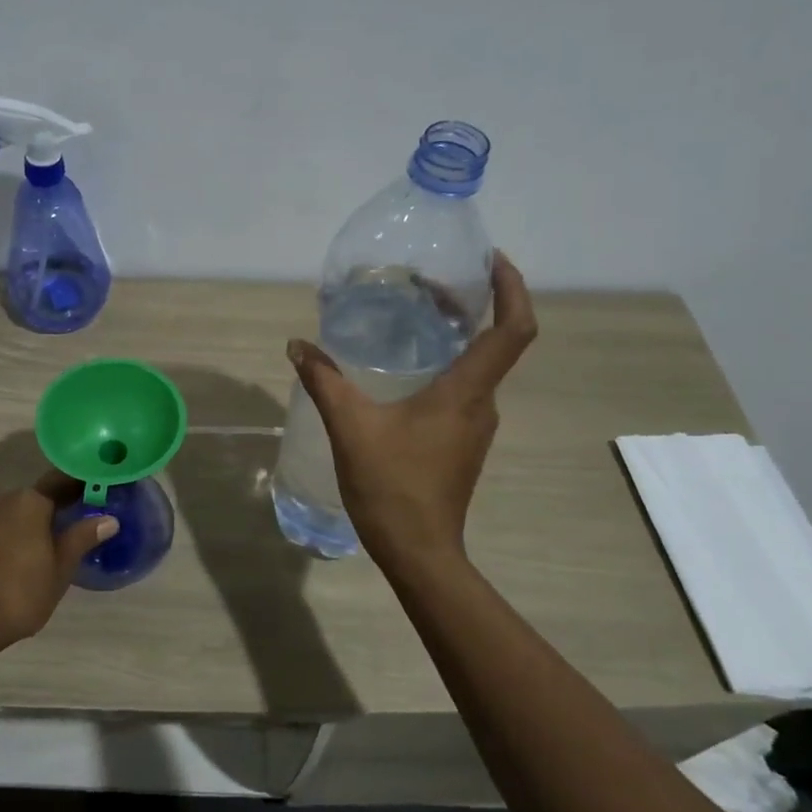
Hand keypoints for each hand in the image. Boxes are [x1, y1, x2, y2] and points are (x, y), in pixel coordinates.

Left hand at [0, 472, 117, 667]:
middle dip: (50, 513)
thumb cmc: (16, 595)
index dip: (80, 485)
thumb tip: (108, 518)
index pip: (61, 481)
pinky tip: (2, 573)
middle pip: (32, 501)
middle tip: (70, 532)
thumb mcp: (59, 571)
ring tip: (36, 558)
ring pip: (6, 520)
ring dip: (22, 531)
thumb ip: (81, 539)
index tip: (96, 491)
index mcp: (28, 503)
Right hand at [287, 253, 537, 569]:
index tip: (492, 259)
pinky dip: (446, 366)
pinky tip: (407, 371)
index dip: (513, 288)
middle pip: (497, 343)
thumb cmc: (392, 486)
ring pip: (478, 368)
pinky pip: (463, 391)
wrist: (418, 552)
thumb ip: (325, 381)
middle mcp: (482, 405)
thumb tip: (298, 345)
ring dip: (458, 337)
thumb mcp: (351, 427)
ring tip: (417, 318)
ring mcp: (474, 428)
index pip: (513, 330)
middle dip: (474, 305)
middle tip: (432, 283)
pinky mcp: (461, 444)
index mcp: (466, 393)